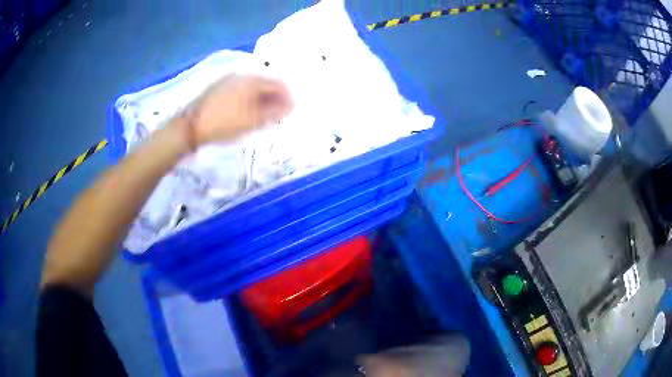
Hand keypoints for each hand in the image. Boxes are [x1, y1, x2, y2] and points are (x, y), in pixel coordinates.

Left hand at [186, 74, 292, 145]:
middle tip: (278, 114)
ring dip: (263, 97)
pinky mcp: (221, 86)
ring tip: (264, 114)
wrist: (191, 126)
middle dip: (276, 97)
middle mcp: (243, 75)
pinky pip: (243, 88)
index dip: (288, 97)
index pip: (279, 84)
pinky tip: (248, 109)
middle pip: (266, 82)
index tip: (291, 111)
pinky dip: (251, 97)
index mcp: (252, 80)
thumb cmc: (224, 124)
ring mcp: (230, 79)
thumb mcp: (252, 121)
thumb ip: (274, 113)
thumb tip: (290, 106)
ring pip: (254, 86)